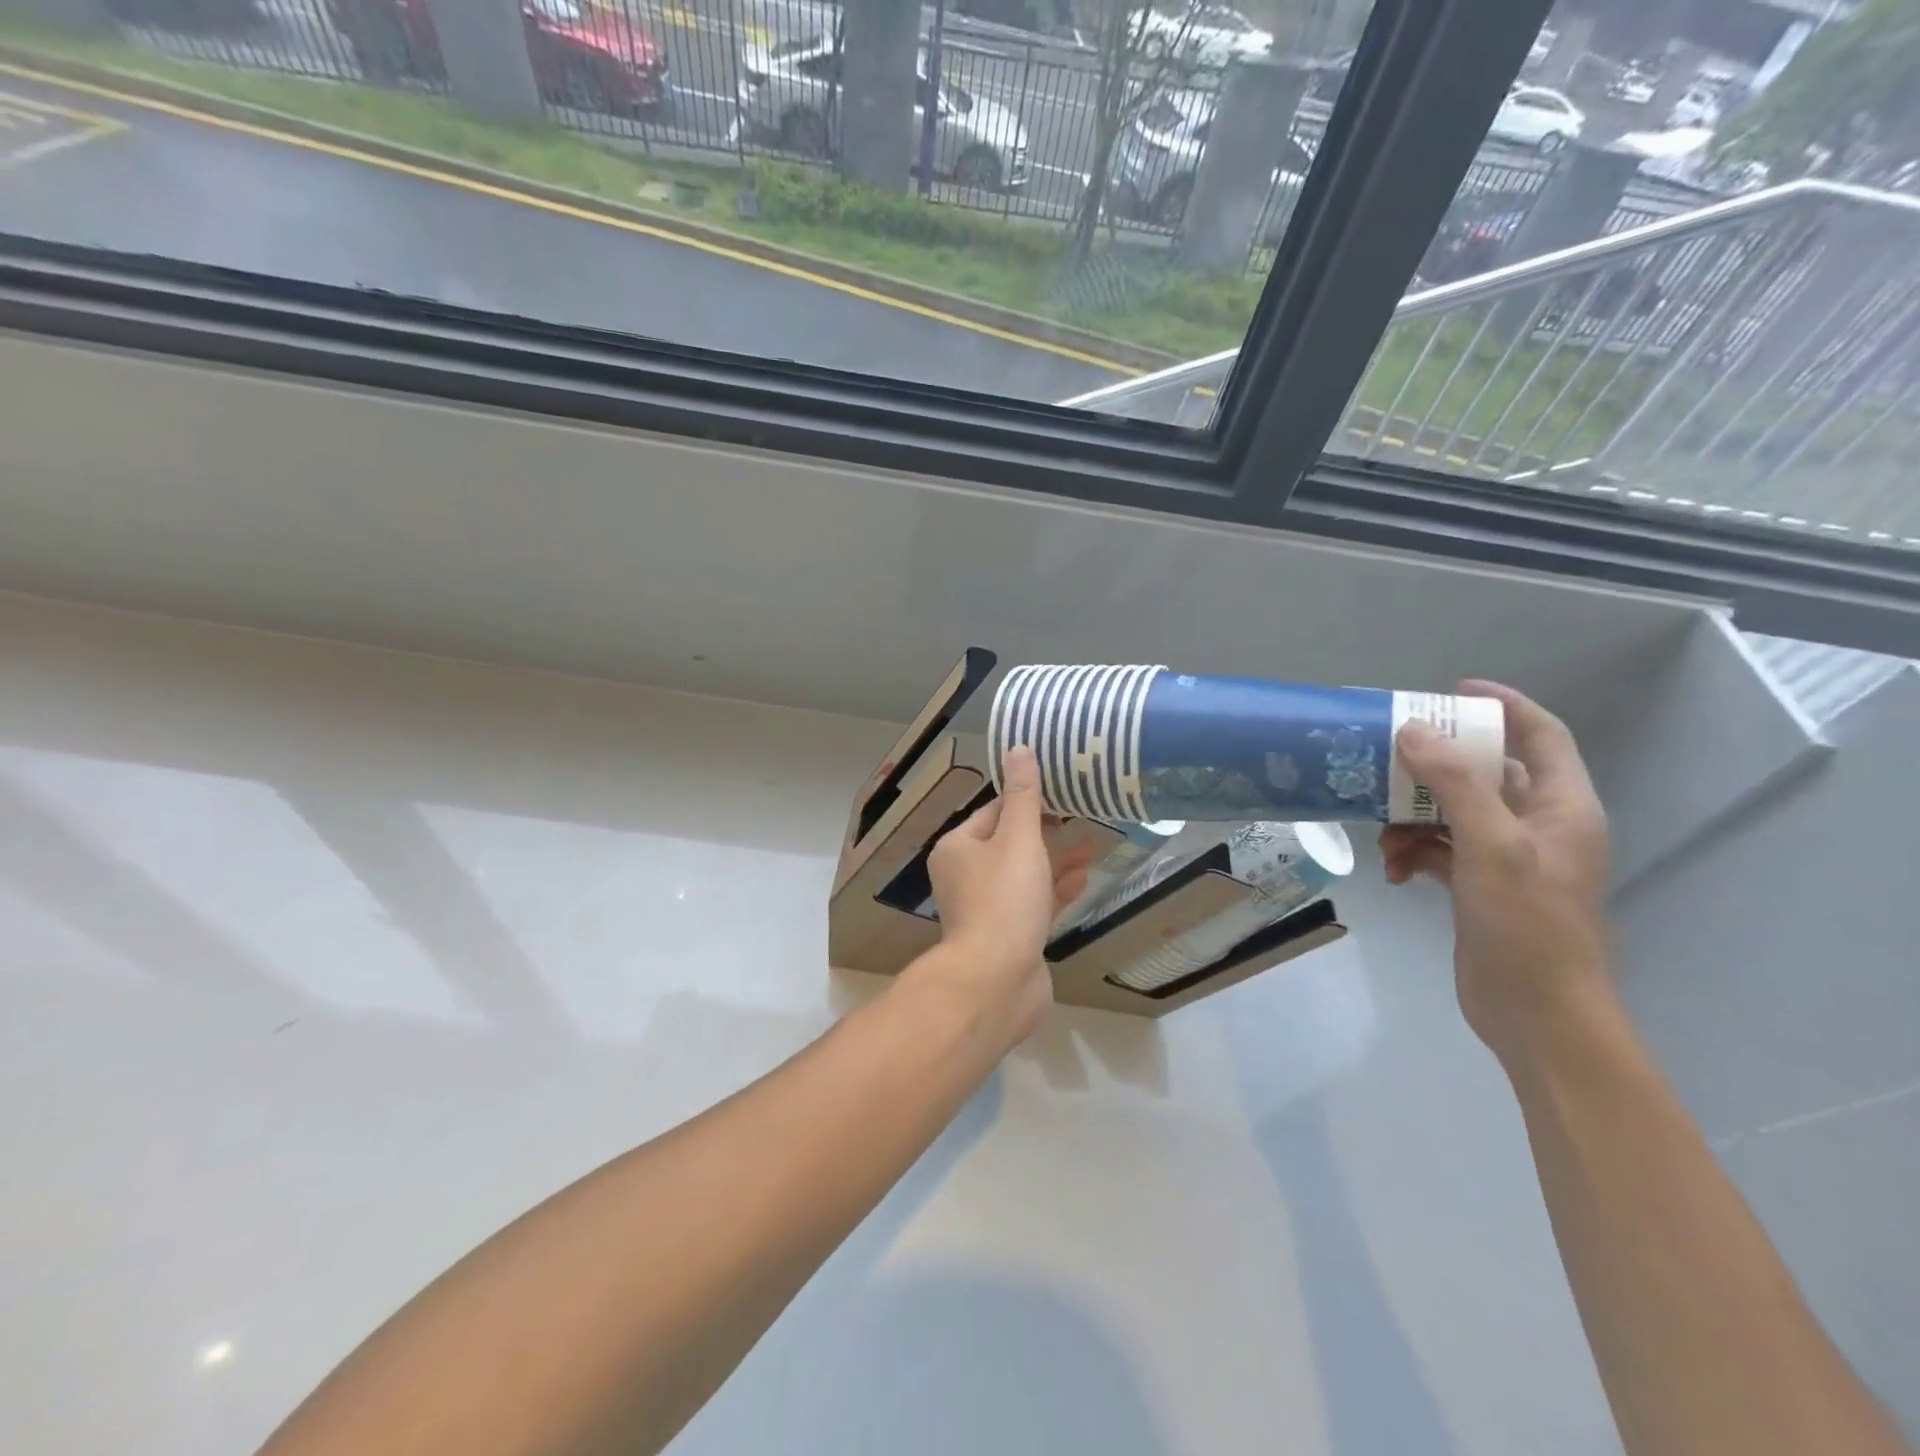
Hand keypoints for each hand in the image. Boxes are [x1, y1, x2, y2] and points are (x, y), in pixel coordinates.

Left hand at [903, 746, 1094, 1047]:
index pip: (994, 811)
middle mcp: (966, 874)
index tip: (1063, 791)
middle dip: (1048, 830)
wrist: (996, 981)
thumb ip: (1023, 796)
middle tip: (1085, 815)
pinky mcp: (1008, 935)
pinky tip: (1083, 879)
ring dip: (1057, 859)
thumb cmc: (1004, 899)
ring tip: (1094, 844)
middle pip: (1010, 842)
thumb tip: (1018, 748)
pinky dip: (1055, 889)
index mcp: (958, 848)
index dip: (1027, 799)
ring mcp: (987, 908)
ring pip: (1025, 874)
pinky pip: (1034, 903)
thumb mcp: (1017, 839)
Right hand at [1379, 680, 1611, 1063]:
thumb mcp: (1492, 846)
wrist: (1537, 1014)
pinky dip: (1412, 853)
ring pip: (1452, 812)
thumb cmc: (1528, 925)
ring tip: (1382, 834)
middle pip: (1484, 772)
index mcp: (1563, 806)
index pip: (1539, 734)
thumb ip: (1454, 785)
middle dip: (1434, 765)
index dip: (1502, 705)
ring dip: (1412, 817)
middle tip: (1388, 756)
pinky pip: (1439, 850)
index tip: (1450, 691)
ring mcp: (1507, 857)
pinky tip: (1391, 871)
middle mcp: (1539, 824)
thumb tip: (1412, 731)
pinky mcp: (1480, 885)